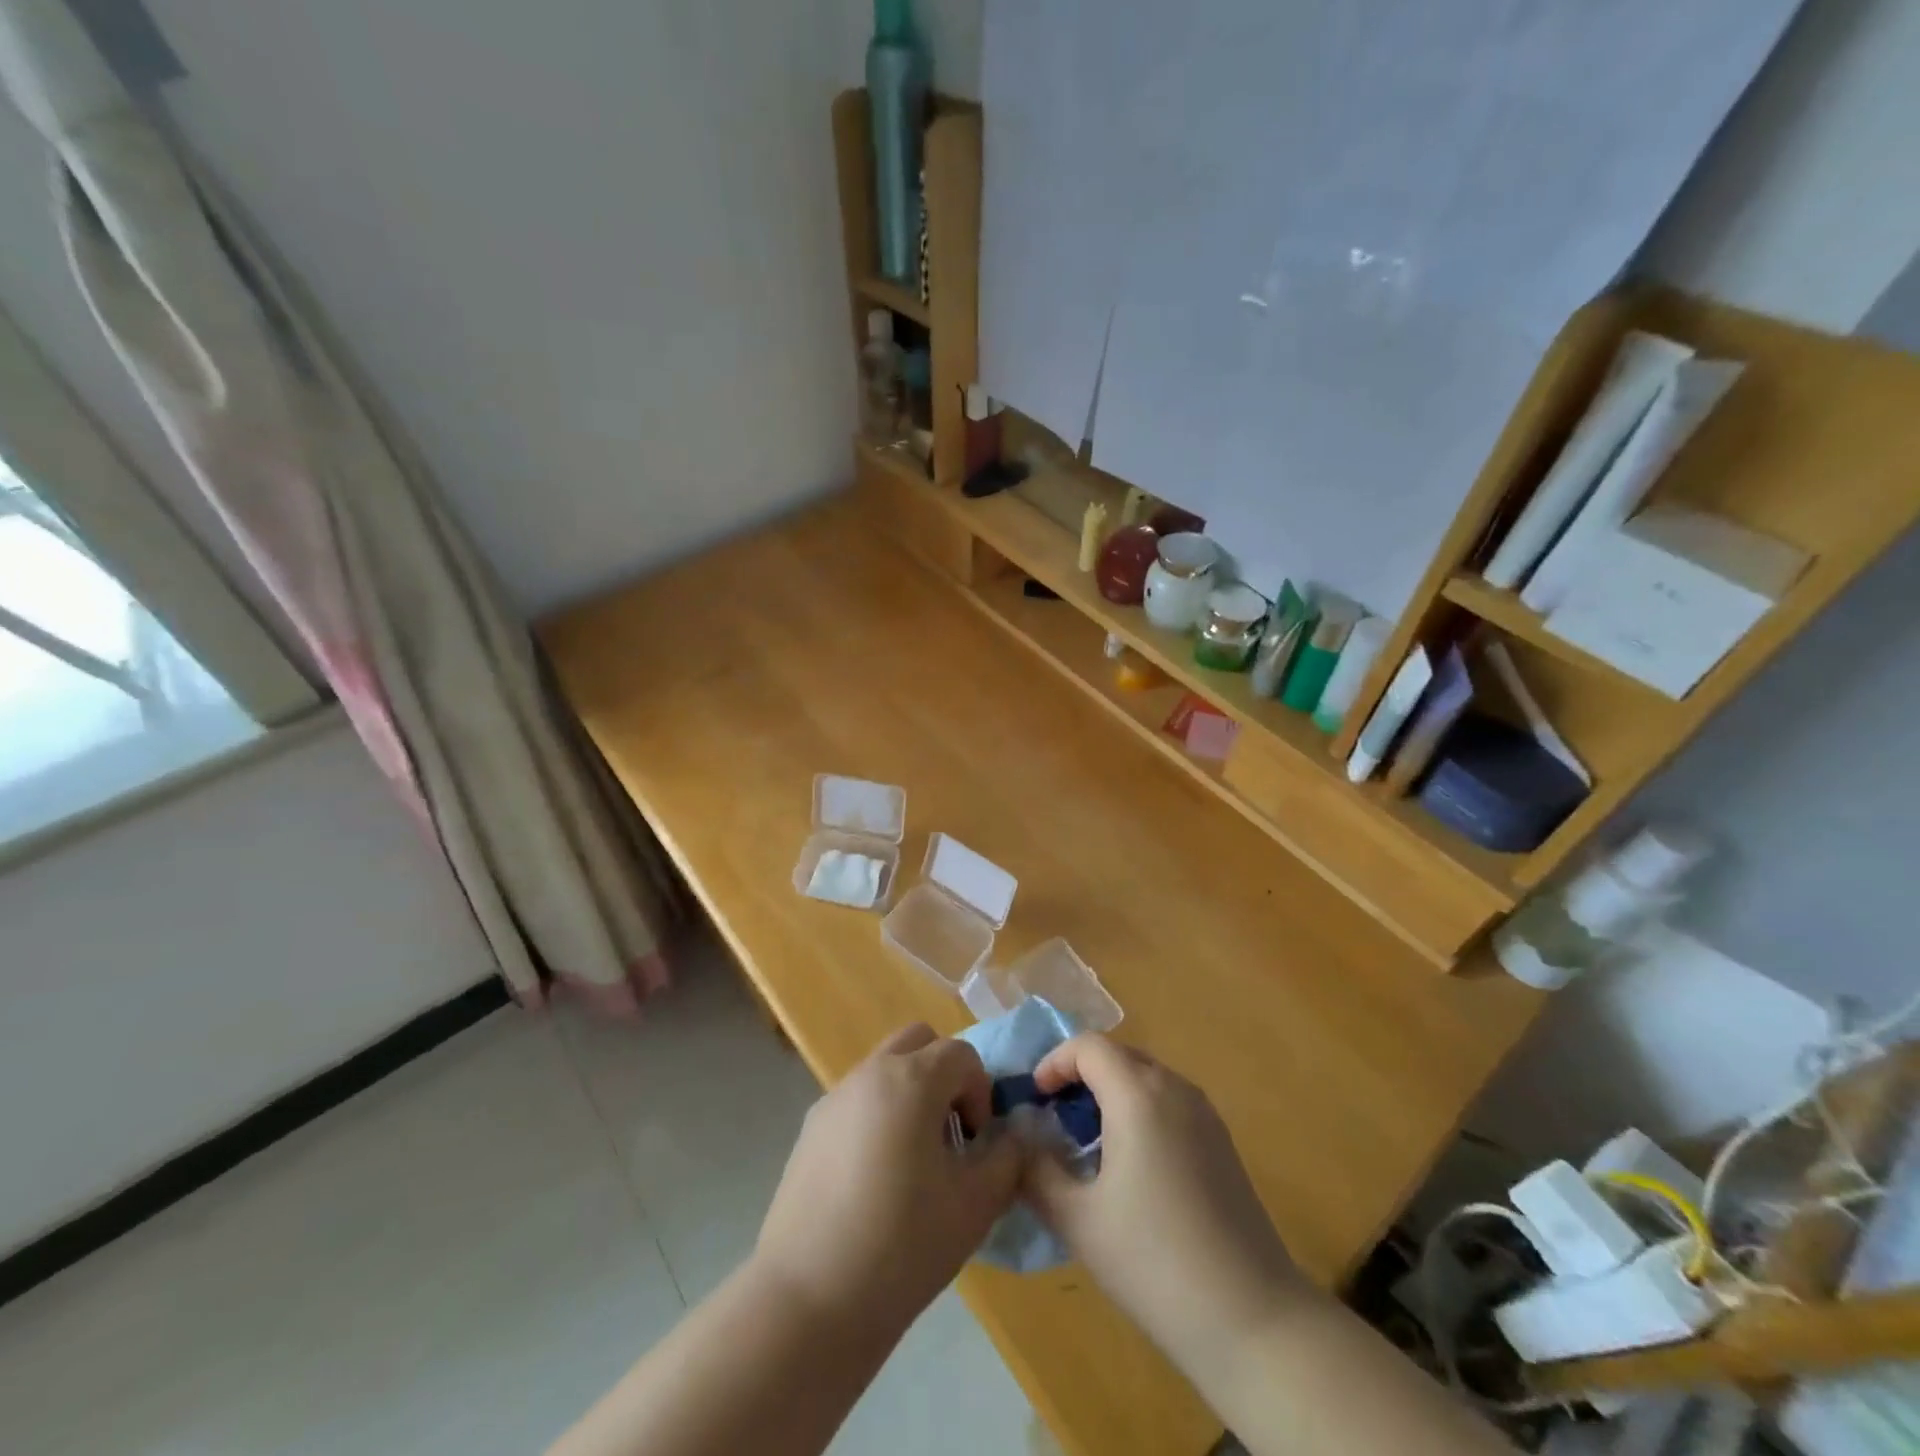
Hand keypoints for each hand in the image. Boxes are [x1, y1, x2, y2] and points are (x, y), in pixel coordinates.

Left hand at [753, 1024, 1021, 1334]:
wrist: (810, 1298)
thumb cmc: (903, 1245)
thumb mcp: (976, 1205)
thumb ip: (1007, 1158)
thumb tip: (1012, 1136)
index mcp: (911, 1080)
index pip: (961, 1054)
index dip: (980, 1091)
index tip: (977, 1142)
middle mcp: (870, 1074)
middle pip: (918, 1042)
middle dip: (944, 1075)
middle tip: (950, 1133)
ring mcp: (834, 1098)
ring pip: (884, 1069)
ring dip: (910, 1094)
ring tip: (914, 1162)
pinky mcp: (810, 1129)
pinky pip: (857, 1100)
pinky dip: (878, 1116)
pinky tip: (875, 1181)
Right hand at [1023, 1035, 1302, 1375]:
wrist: (1253, 1319)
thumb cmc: (1155, 1262)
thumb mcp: (1078, 1220)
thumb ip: (1036, 1171)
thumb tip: (1019, 1141)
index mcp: (1138, 1095)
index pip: (1088, 1046)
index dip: (1054, 1062)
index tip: (1035, 1099)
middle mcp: (1175, 1089)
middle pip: (1118, 1055)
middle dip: (1080, 1075)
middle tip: (1054, 1118)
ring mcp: (1205, 1114)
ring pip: (1146, 1078)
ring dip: (1110, 1093)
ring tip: (1087, 1142)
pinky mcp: (1222, 1142)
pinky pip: (1169, 1102)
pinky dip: (1139, 1111)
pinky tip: (1132, 1165)